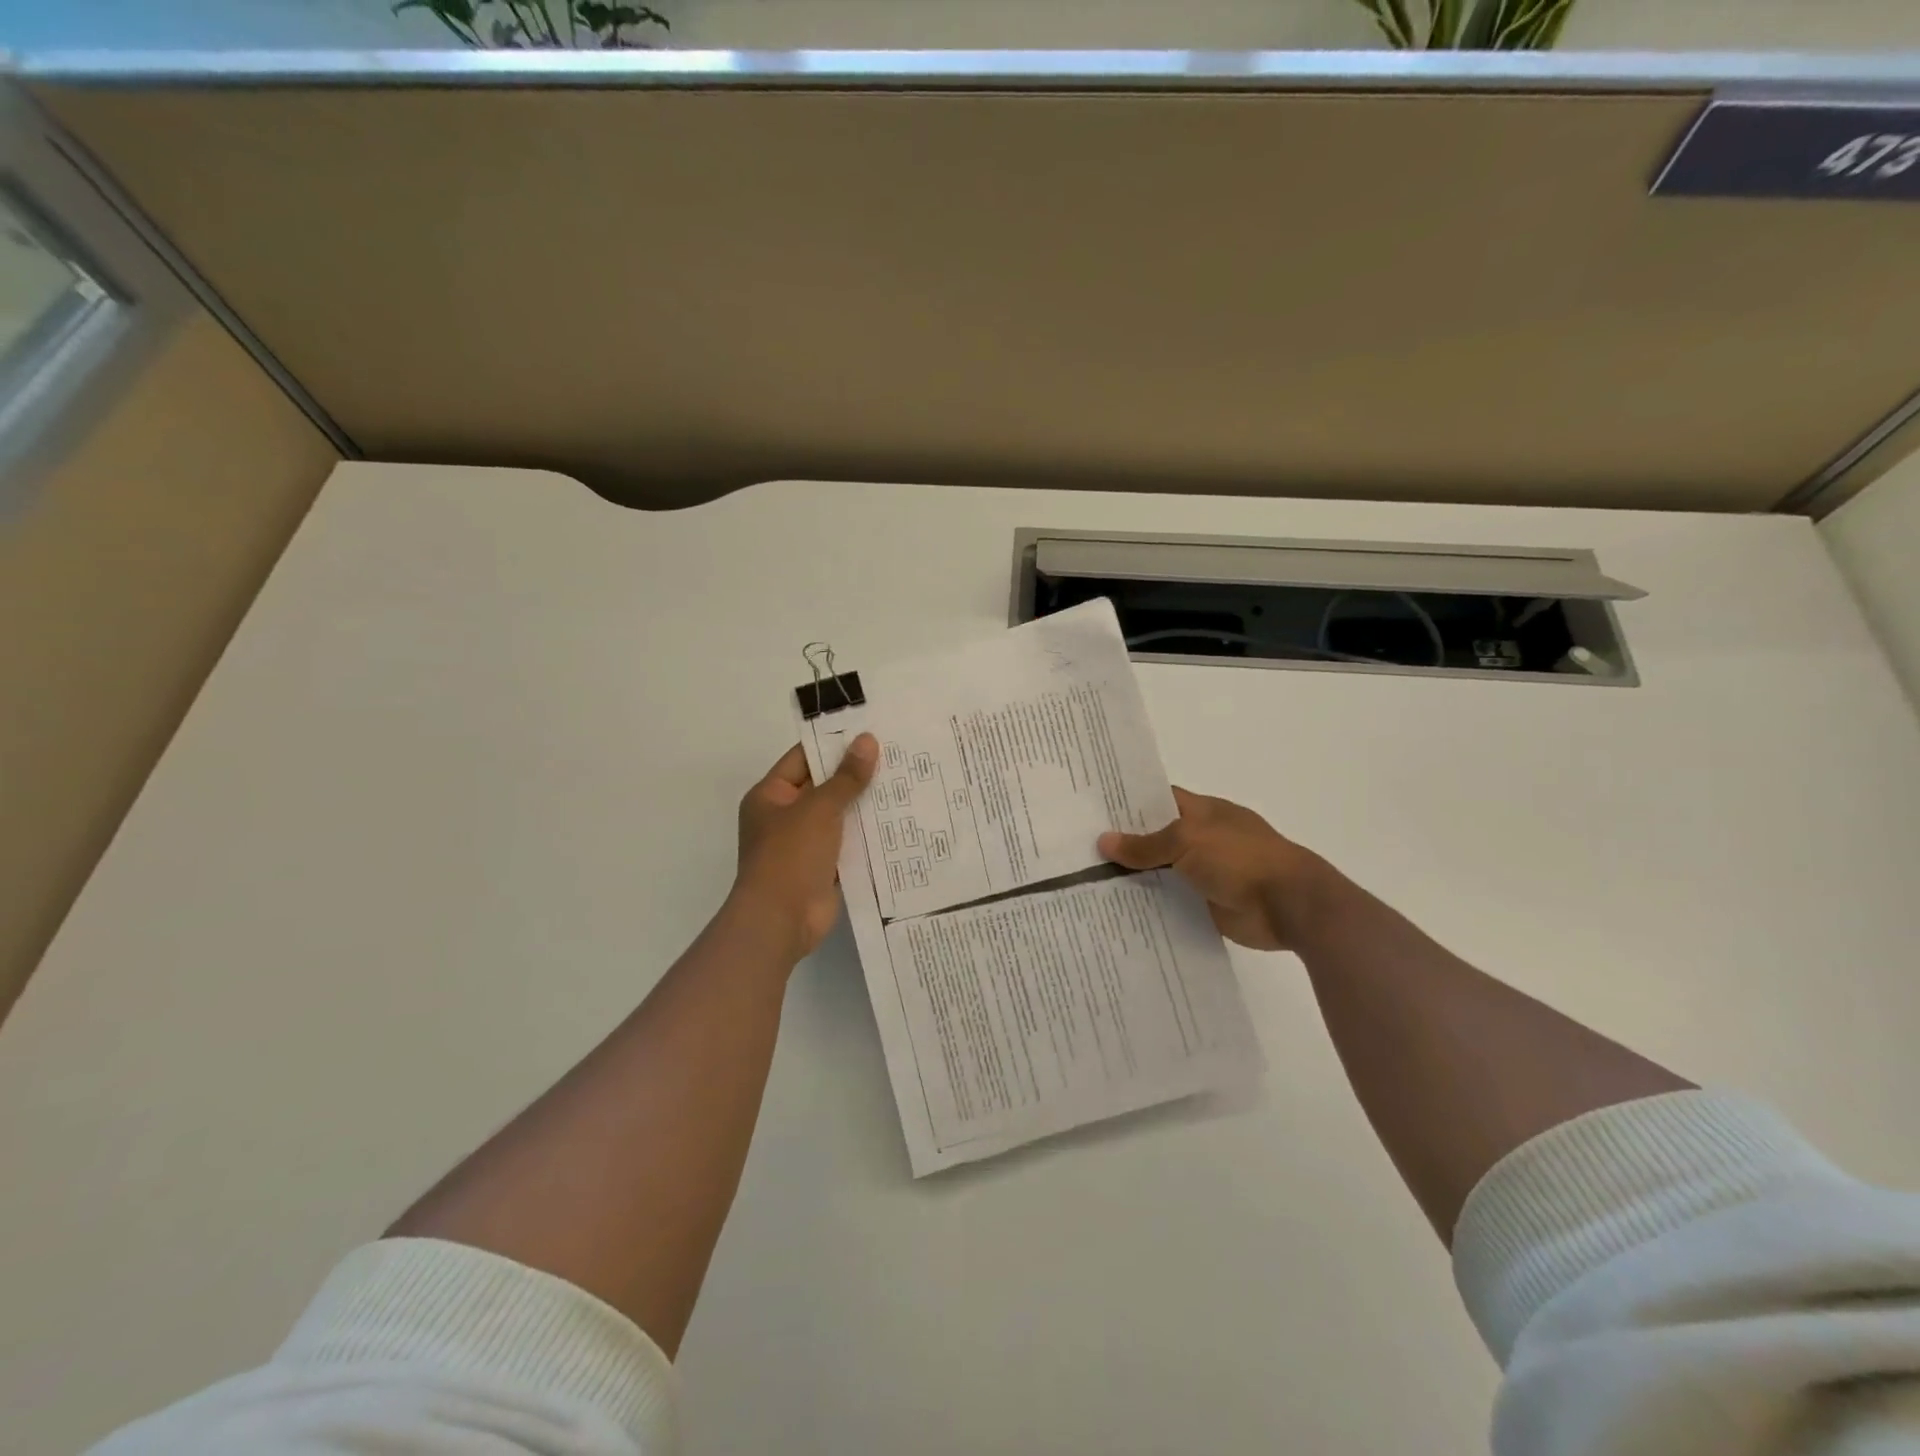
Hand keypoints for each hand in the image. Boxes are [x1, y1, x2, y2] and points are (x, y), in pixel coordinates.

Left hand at [732, 735, 878, 960]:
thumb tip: (868, 741)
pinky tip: (899, 822)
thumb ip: (846, 777)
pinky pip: (848, 844)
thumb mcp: (820, 808)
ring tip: (905, 784)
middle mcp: (784, 817)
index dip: (834, 745)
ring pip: (839, 816)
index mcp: (771, 795)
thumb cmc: (791, 855)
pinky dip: (868, 836)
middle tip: (896, 756)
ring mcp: (803, 844)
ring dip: (865, 806)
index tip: (870, 733)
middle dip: (856, 775)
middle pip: (824, 787)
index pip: (804, 758)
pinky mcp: (822, 868)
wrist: (781, 920)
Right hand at [1098, 787, 1330, 951]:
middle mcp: (1200, 839)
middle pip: (1154, 838)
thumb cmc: (1240, 858)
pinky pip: (1169, 902)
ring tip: (1085, 881)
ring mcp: (1203, 872)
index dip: (1128, 802)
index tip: (1092, 808)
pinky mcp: (1204, 904)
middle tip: (1078, 847)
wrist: (1288, 905)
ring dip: (1132, 877)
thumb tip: (1104, 841)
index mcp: (1201, 812)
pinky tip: (1115, 910)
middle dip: (1123, 843)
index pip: (1158, 799)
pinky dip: (1148, 905)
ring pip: (1159, 871)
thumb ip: (1146, 844)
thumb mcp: (1188, 840)